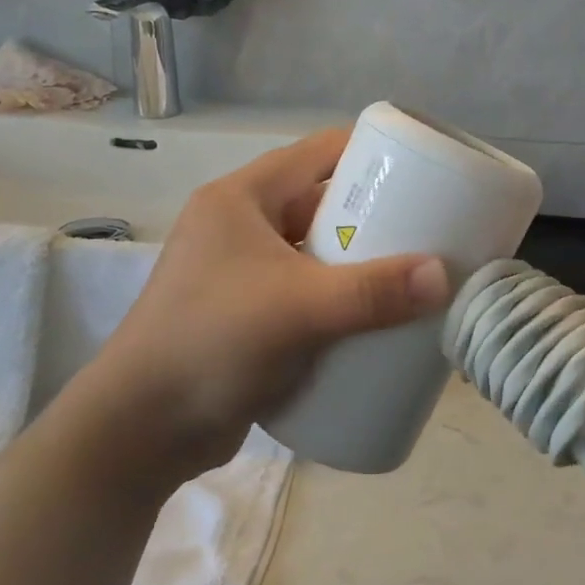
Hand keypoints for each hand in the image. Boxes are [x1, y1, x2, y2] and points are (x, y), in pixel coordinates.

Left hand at [77, 129, 450, 475]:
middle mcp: (242, 226)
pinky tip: (378, 318)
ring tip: (416, 275)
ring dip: (362, 263)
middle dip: (377, 217)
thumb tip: (443, 276)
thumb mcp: (297, 309)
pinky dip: (342, 299)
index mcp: (242, 198)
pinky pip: (309, 292)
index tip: (426, 172)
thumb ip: (372, 292)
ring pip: (318, 252)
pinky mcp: (250, 316)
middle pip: (324, 204)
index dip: (373, 154)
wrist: (141, 431)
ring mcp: (243, 273)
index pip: (320, 152)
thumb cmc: (211, 343)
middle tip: (431, 232)